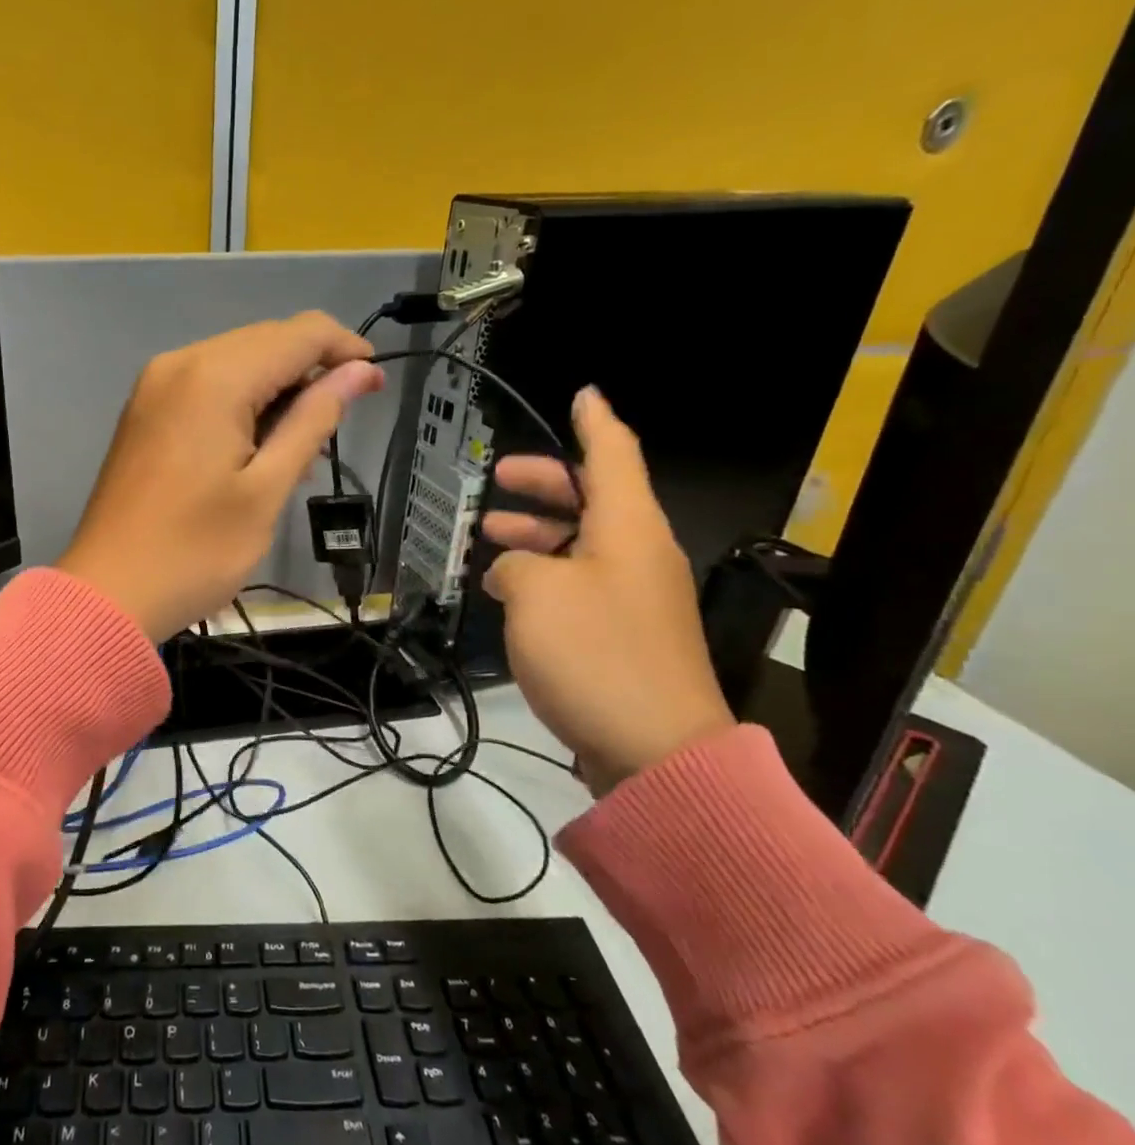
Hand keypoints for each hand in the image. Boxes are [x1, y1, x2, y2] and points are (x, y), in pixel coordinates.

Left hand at [58, 313, 383, 642]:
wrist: (108, 594)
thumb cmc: (195, 551)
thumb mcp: (266, 489)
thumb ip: (313, 420)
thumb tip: (358, 371)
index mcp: (213, 377)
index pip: (297, 333)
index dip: (344, 349)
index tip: (375, 384)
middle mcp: (179, 364)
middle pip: (264, 342)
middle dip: (310, 373)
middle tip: (338, 428)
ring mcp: (154, 387)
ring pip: (235, 364)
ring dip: (276, 393)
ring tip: (301, 453)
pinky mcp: (144, 412)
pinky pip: (206, 388)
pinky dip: (241, 406)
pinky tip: (258, 449)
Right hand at [481, 386, 733, 795]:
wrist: (656, 750)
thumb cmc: (595, 653)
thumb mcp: (536, 594)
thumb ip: (516, 563)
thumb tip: (516, 569)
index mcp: (628, 528)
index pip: (613, 454)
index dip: (593, 422)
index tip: (582, 394)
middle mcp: (639, 553)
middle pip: (594, 498)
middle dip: (545, 484)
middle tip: (499, 478)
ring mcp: (636, 597)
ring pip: (583, 544)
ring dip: (538, 534)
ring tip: (488, 537)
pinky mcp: (626, 635)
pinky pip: (582, 584)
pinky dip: (546, 575)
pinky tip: (509, 591)